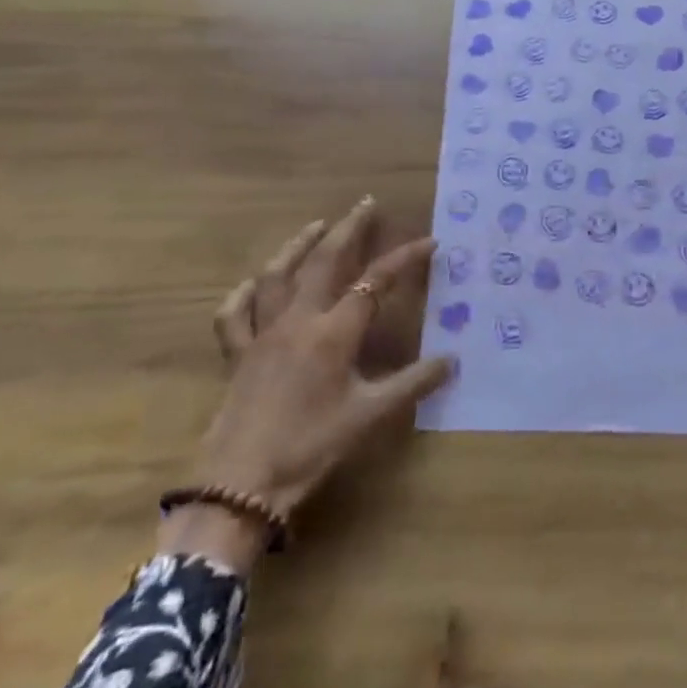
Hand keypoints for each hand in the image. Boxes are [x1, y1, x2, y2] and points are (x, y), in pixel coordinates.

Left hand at [160, 199, 455, 570]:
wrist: (241, 484)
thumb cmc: (310, 447)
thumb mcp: (369, 417)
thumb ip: (411, 384)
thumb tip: (451, 361)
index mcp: (334, 332)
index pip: (376, 282)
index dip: (405, 258)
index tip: (430, 242)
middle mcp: (299, 320)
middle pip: (325, 260)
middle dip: (350, 228)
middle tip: (366, 203)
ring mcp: (263, 333)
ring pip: (278, 275)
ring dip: (299, 245)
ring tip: (317, 225)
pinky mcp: (237, 353)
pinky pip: (234, 314)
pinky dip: (243, 293)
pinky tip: (253, 283)